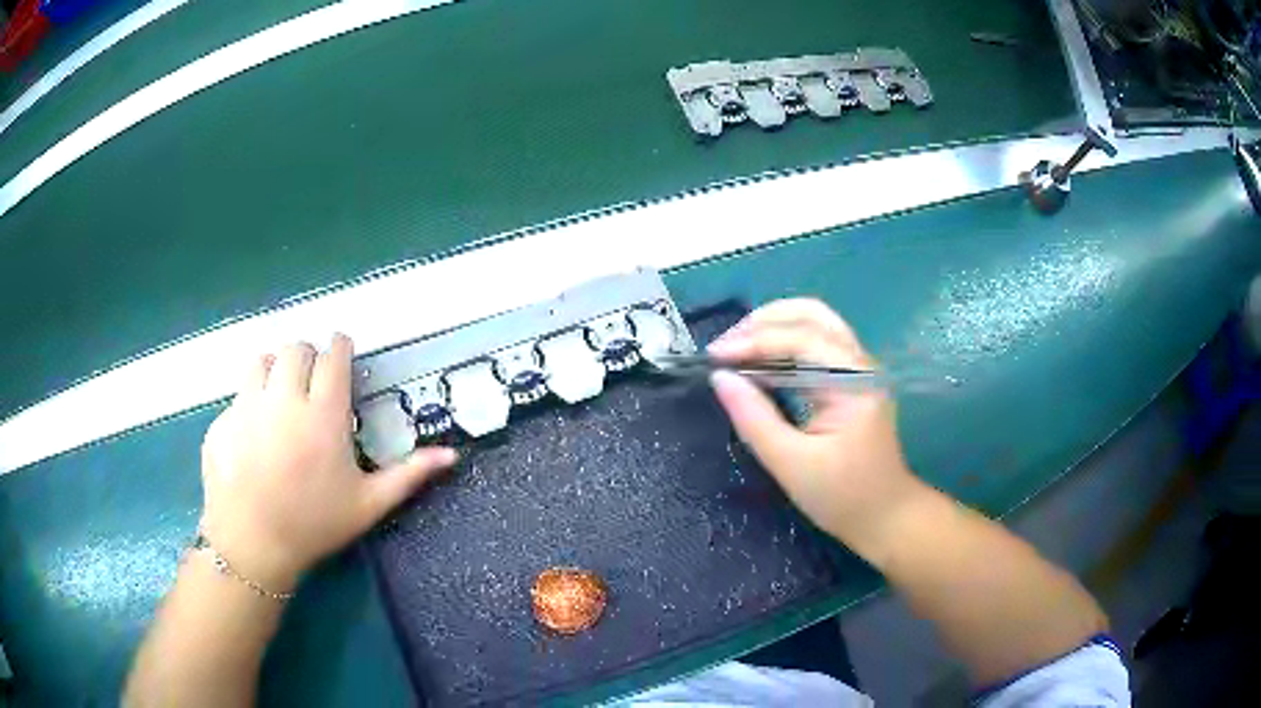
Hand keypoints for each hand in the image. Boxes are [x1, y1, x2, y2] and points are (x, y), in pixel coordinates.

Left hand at [199, 335, 456, 591]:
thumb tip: (453, 454)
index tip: (341, 351)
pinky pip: (239, 390)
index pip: (333, 356)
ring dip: (276, 366)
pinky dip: (251, 395)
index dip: (339, 347)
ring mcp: (249, 404)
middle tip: (312, 378)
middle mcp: (284, 397)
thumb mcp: (369, 504)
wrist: (252, 544)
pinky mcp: (225, 417)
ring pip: (263, 359)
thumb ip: (409, 474)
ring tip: (281, 391)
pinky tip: (256, 425)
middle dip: (308, 355)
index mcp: (323, 414)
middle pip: (296, 348)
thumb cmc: (315, 524)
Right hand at [708, 299, 923, 557]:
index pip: (800, 339)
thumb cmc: (842, 496)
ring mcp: (858, 368)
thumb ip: (754, 419)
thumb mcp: (791, 464)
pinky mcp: (851, 380)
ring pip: (814, 324)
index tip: (713, 357)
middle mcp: (859, 363)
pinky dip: (783, 345)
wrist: (885, 516)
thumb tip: (720, 378)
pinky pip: (815, 346)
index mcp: (854, 381)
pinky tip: (759, 363)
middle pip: (812, 315)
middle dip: (763, 322)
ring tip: (736, 351)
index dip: (753, 341)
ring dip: (772, 328)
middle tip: (725, 348)